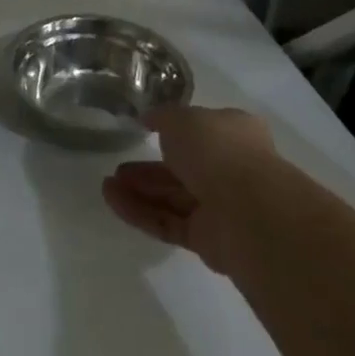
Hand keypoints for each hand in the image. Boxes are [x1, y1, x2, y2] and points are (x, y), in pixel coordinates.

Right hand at [102, 106, 289, 275]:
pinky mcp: (206, 239)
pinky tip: (112, 200)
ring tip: (107, 185)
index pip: (202, 130)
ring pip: (172, 197)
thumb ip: (162, 117)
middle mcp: (230, 169)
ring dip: (139, 190)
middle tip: (119, 166)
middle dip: (149, 168)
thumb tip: (148, 118)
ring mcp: (219, 207)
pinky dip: (139, 212)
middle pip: (183, 168)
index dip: (174, 130)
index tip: (144, 130)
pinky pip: (167, 222)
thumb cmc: (218, 151)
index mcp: (234, 134)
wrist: (248, 211)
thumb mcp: (182, 118)